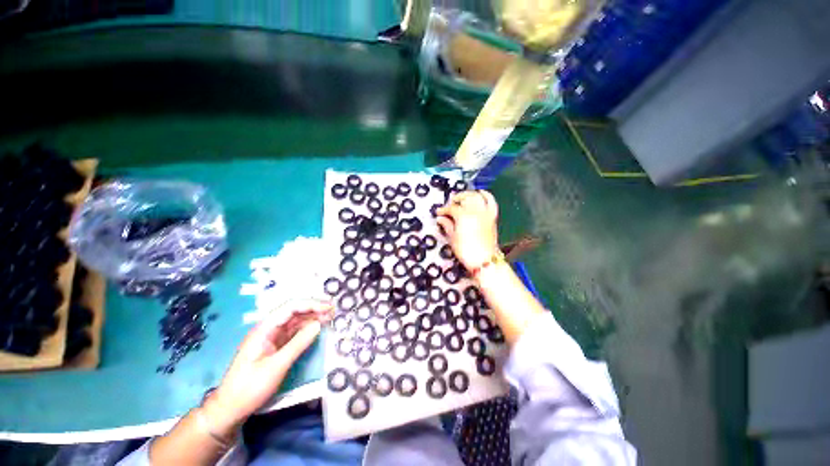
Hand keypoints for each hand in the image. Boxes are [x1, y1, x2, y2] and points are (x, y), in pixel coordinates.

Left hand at [203, 300, 331, 435]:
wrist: (230, 409)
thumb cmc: (250, 387)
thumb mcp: (276, 366)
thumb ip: (298, 343)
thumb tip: (318, 324)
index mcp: (265, 328)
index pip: (291, 307)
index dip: (311, 304)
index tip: (329, 307)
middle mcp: (269, 328)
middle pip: (294, 311)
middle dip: (314, 308)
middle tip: (334, 310)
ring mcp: (272, 337)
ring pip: (295, 321)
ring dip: (312, 317)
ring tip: (330, 317)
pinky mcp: (275, 346)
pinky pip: (294, 332)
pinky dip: (307, 328)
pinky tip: (318, 328)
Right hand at [436, 190, 499, 270]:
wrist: (484, 260)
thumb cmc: (466, 251)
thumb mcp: (453, 238)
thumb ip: (447, 225)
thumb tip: (440, 218)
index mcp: (463, 216)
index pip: (451, 208)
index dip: (444, 210)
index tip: (439, 212)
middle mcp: (475, 211)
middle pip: (464, 198)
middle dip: (456, 199)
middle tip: (450, 204)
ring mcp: (485, 212)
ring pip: (476, 196)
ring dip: (468, 195)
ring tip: (462, 198)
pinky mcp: (492, 216)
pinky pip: (491, 201)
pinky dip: (486, 195)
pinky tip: (481, 193)